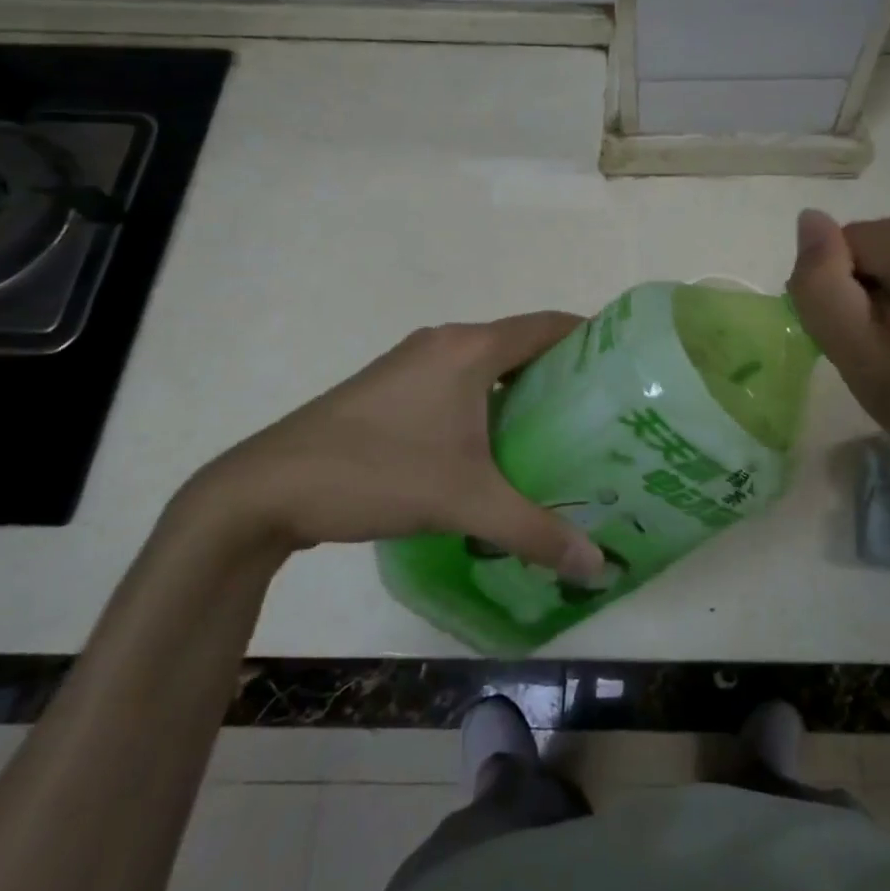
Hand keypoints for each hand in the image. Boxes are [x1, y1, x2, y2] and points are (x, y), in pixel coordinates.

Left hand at [177, 314, 605, 580]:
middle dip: (562, 372)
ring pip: (486, 365)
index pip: (549, 325)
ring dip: (521, 389)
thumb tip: (598, 565)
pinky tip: (495, 447)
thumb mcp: (465, 503)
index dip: (591, 339)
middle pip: (521, 343)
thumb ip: (536, 532)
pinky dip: (487, 401)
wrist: (265, 488)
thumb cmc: (377, 473)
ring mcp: (412, 362)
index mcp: (470, 349)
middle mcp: (445, 343)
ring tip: (558, 432)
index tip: (624, 369)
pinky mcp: (389, 388)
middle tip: (601, 413)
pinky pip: (457, 381)